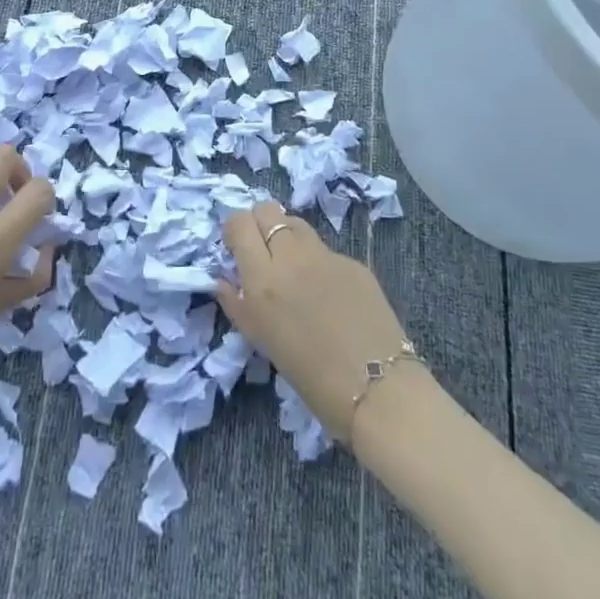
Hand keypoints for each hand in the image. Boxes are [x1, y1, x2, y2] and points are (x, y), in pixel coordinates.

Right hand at [215, 199, 414, 441]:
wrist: (377, 388)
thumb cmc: (310, 376)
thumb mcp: (262, 341)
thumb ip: (238, 304)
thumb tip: (221, 280)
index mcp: (263, 279)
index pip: (239, 223)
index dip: (235, 230)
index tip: (237, 249)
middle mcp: (292, 257)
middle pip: (267, 209)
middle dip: (258, 223)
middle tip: (262, 251)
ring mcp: (325, 255)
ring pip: (296, 223)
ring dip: (286, 235)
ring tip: (291, 266)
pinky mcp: (353, 262)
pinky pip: (324, 249)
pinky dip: (316, 261)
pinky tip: (327, 291)